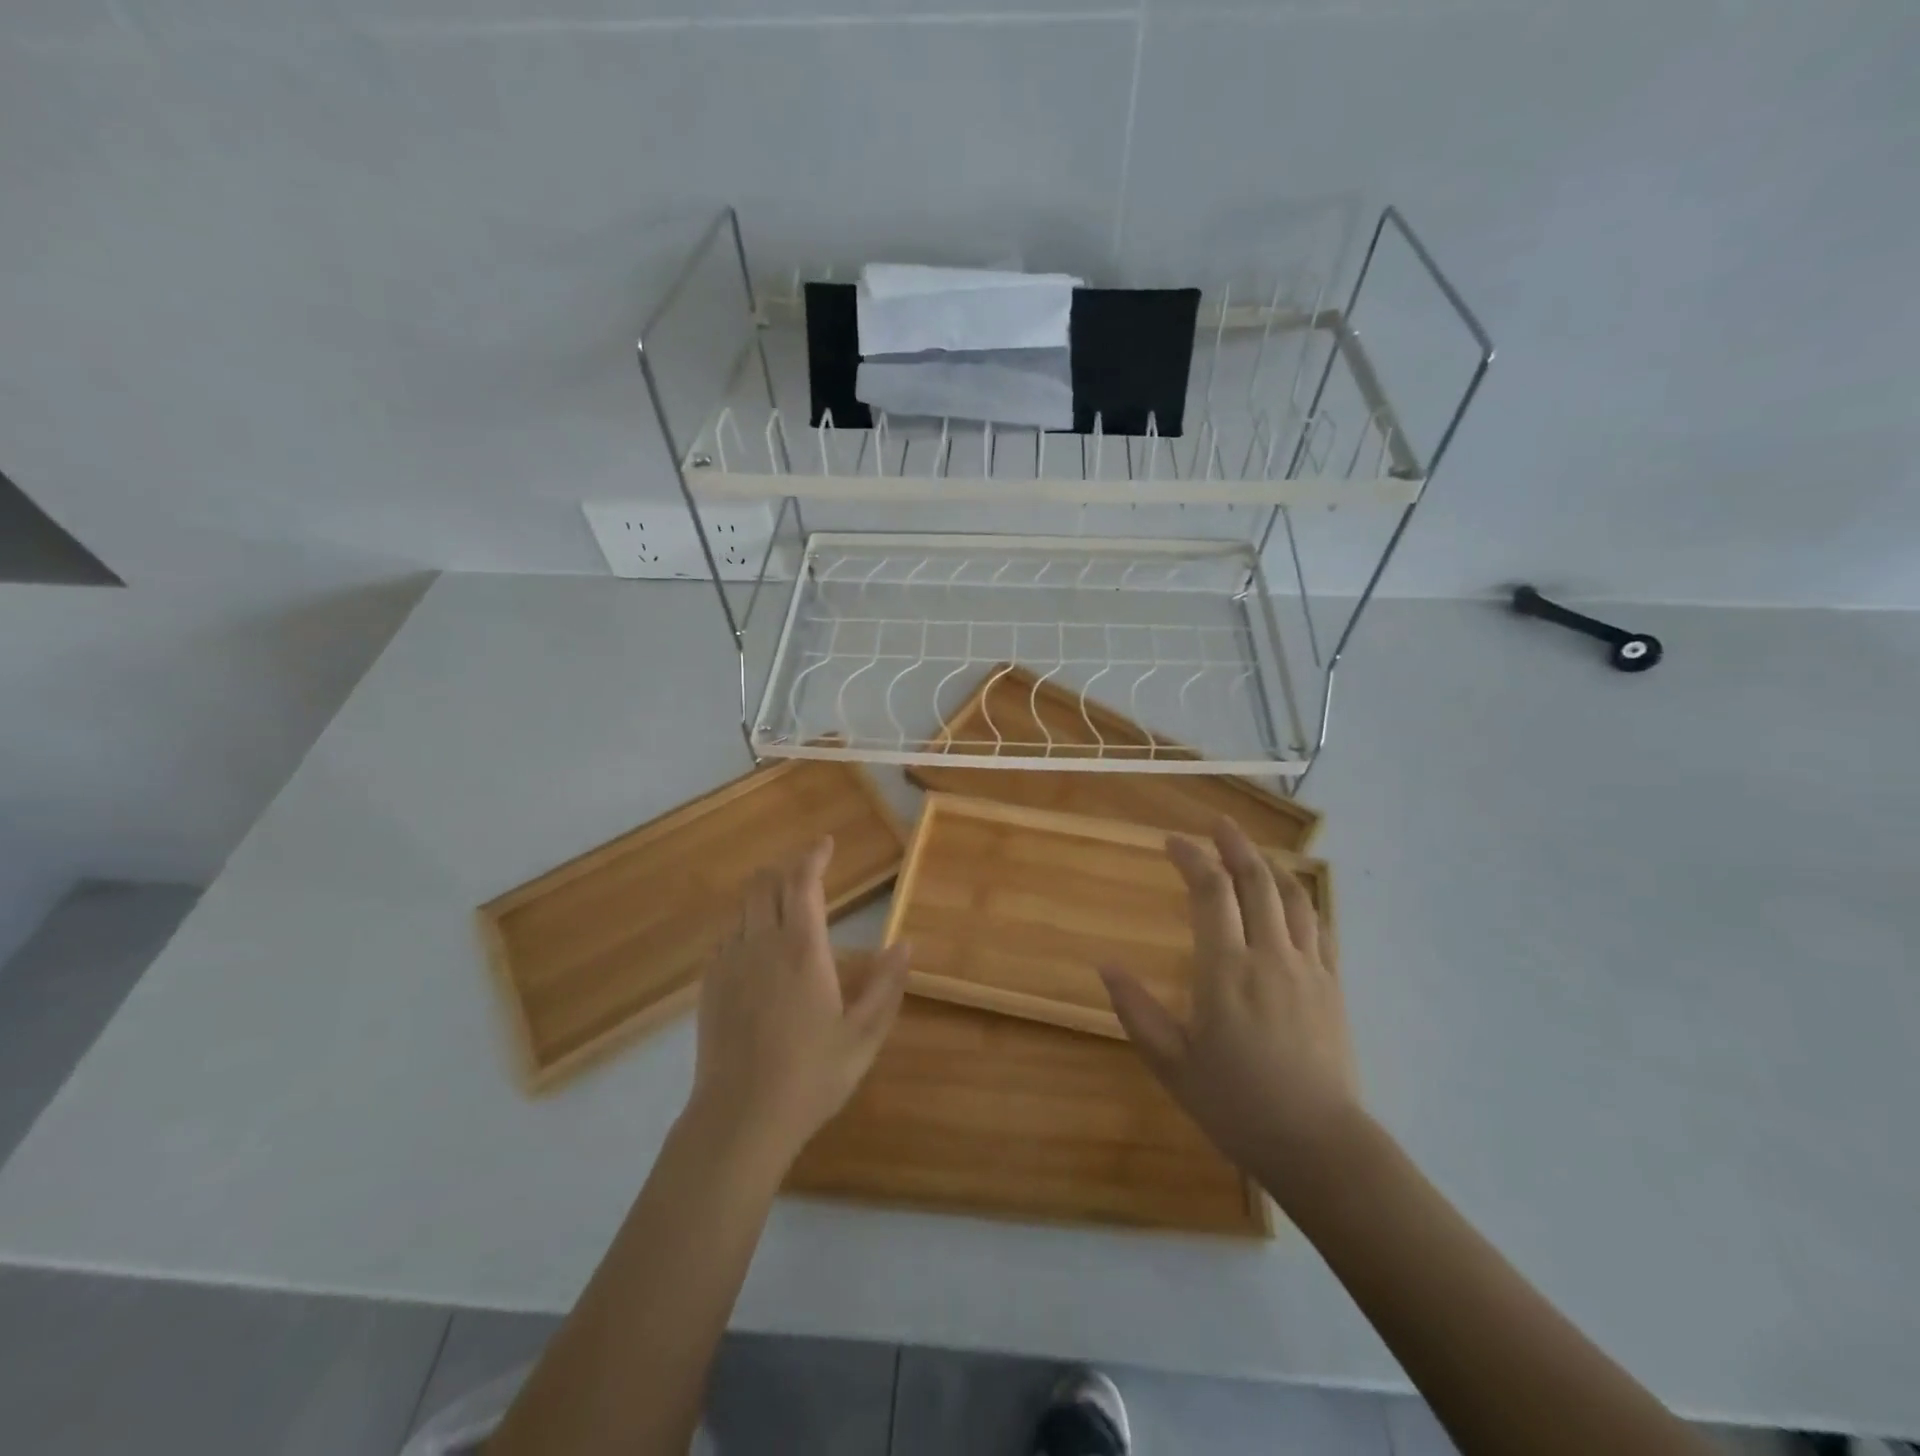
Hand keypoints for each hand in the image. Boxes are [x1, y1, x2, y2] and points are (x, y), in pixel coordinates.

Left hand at [687, 837, 909, 1169]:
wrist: (740, 1118)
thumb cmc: (811, 1076)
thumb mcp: (864, 1035)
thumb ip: (886, 985)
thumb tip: (904, 944)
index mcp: (803, 948)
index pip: (803, 882)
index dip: (813, 856)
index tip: (826, 844)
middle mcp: (761, 943)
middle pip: (764, 883)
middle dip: (786, 868)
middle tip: (808, 872)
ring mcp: (729, 963)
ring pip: (743, 907)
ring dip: (765, 895)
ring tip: (785, 907)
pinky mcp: (710, 985)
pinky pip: (727, 936)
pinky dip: (746, 925)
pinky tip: (758, 949)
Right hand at [1099, 818, 1363, 1199]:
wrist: (1320, 1146)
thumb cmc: (1237, 1105)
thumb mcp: (1172, 1064)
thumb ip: (1137, 1010)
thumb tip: (1105, 966)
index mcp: (1226, 969)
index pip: (1210, 892)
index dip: (1191, 858)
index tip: (1172, 842)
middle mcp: (1269, 955)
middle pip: (1256, 881)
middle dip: (1234, 845)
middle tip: (1217, 824)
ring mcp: (1308, 968)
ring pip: (1293, 898)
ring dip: (1270, 866)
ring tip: (1253, 851)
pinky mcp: (1332, 986)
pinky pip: (1319, 927)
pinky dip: (1302, 901)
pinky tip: (1293, 900)